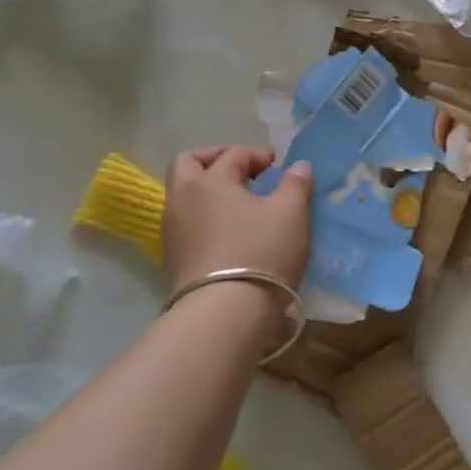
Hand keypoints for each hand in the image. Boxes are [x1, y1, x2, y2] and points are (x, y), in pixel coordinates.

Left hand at [163, 146, 313, 293]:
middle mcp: (182, 198)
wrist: (223, 315)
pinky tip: (228, 233)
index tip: (279, 170)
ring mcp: (172, 230)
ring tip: (238, 205)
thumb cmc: (260, 252)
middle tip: (242, 171)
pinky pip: (186, 223)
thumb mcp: (291, 214)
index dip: (258, 156)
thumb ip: (295, 184)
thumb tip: (298, 166)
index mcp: (210, 180)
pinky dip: (204, 217)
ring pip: (184, 195)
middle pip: (189, 163)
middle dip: (215, 159)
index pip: (234, 154)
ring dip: (208, 190)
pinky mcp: (172, 258)